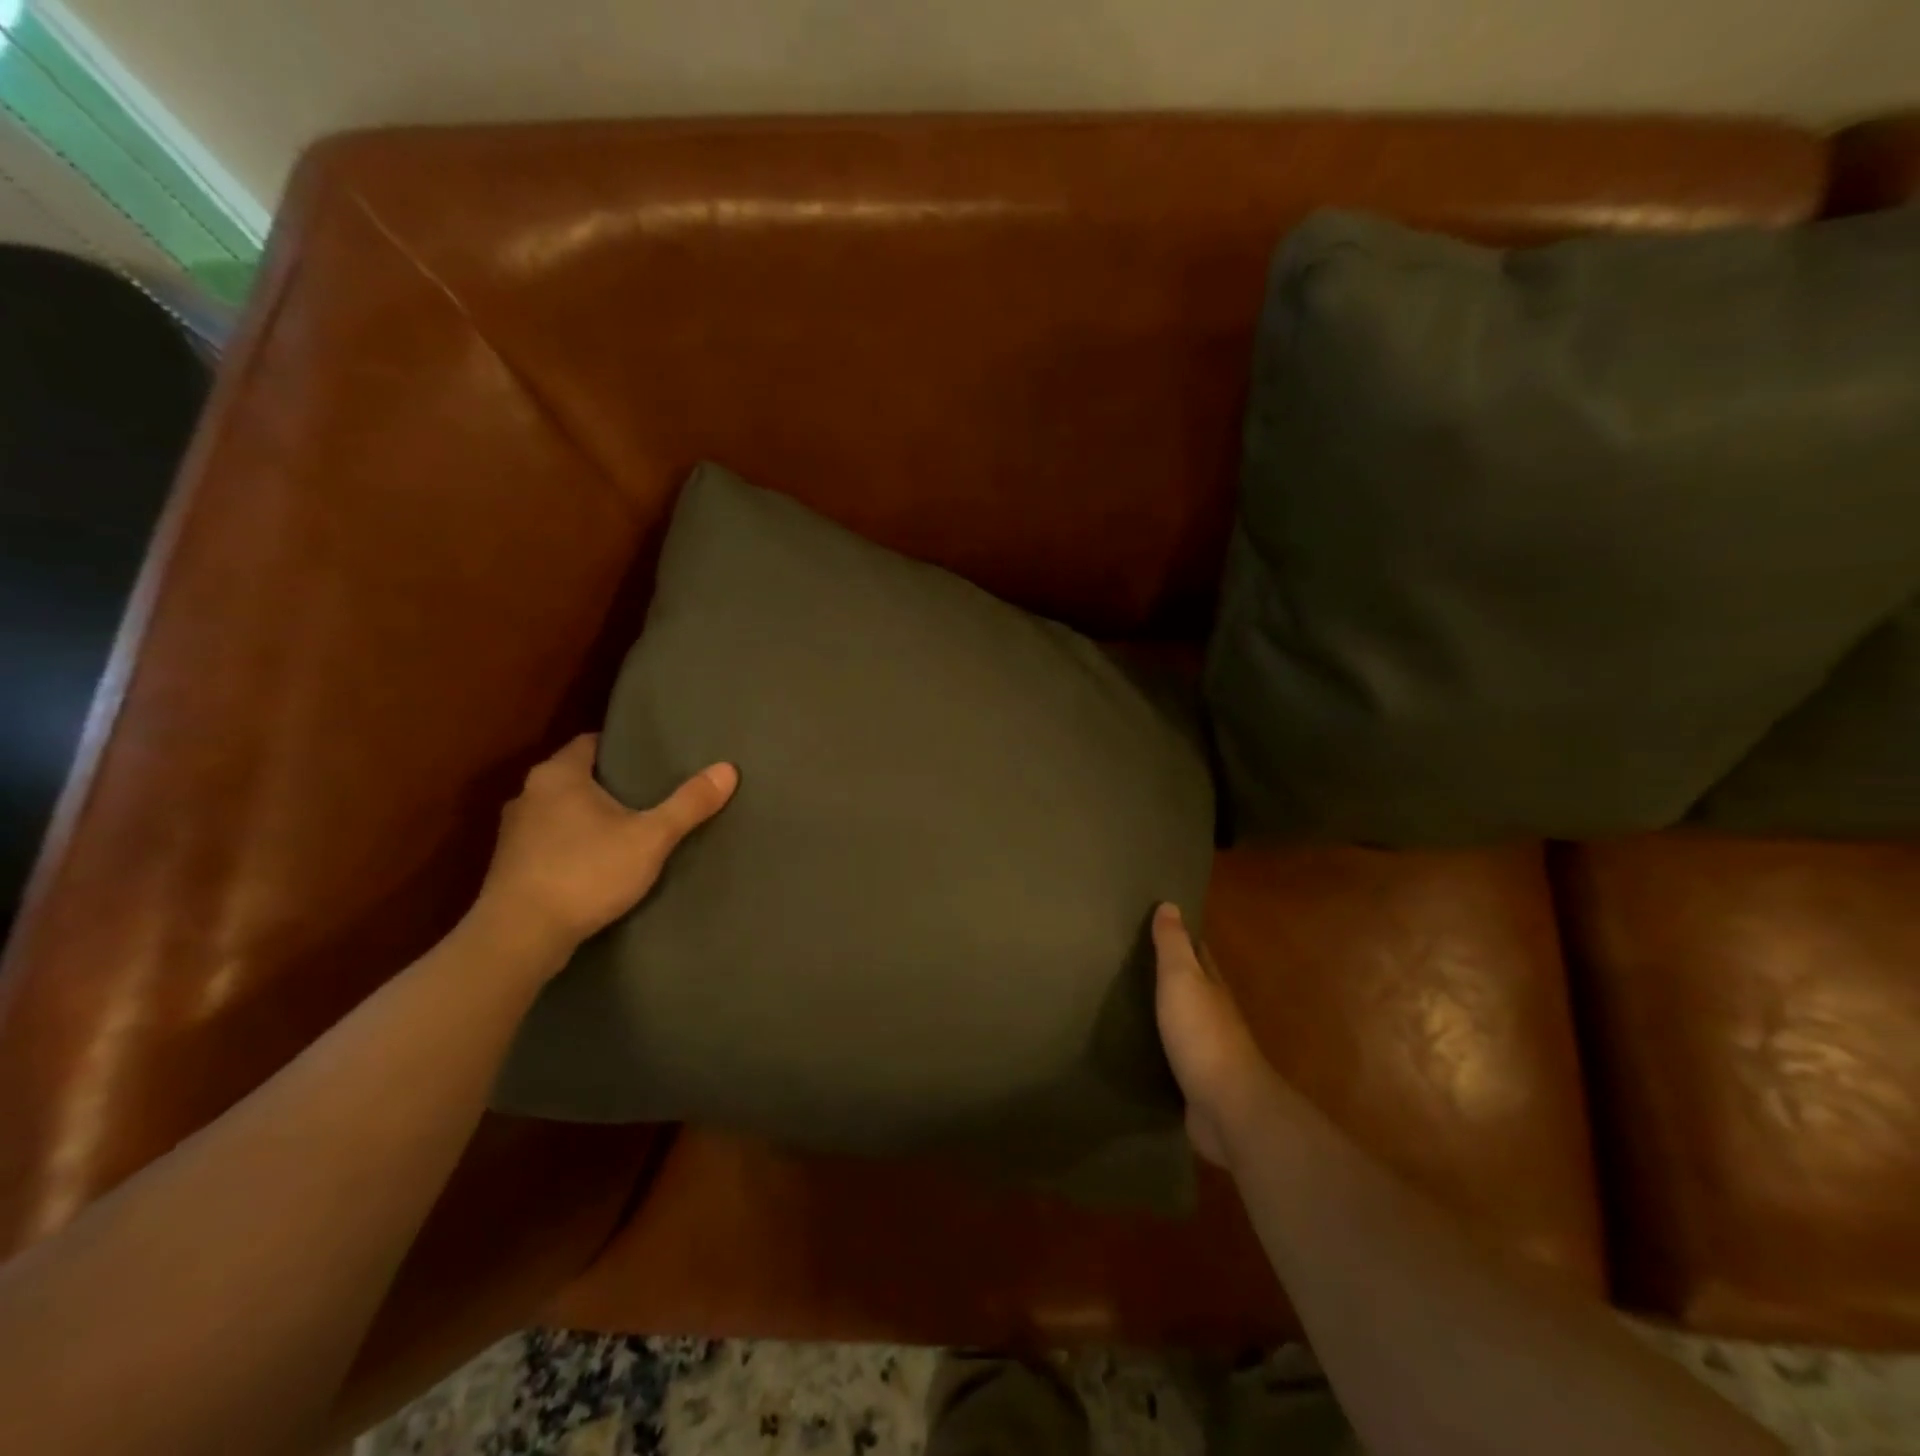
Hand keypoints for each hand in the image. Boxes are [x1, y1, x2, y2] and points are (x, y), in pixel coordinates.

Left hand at [472, 735, 737, 972]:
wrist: (520, 937)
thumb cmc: (586, 873)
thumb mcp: (650, 838)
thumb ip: (688, 804)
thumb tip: (728, 769)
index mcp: (558, 775)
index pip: (591, 743)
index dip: (622, 748)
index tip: (652, 759)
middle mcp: (529, 794)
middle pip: (576, 777)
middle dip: (610, 784)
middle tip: (650, 794)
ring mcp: (514, 832)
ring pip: (561, 811)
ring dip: (588, 817)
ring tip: (628, 829)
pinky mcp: (511, 867)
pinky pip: (550, 842)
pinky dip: (573, 845)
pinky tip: (597, 864)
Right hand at [1152, 904, 1279, 1167]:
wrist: (1228, 1107)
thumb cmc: (1202, 1034)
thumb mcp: (1182, 980)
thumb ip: (1173, 945)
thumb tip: (1170, 904)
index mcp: (1213, 987)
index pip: (1199, 954)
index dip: (1183, 939)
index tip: (1159, 925)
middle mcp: (1216, 1015)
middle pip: (1195, 987)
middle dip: (1174, 975)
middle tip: (1137, 962)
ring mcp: (1209, 1052)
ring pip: (1186, 1022)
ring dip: (1168, 1012)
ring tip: (1135, 1003)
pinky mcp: (1199, 1083)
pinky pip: (1178, 1057)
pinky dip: (1164, 1048)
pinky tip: (1145, 1049)